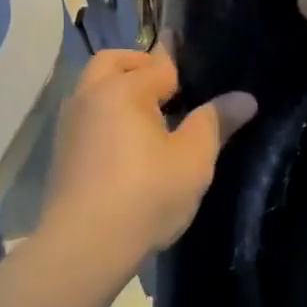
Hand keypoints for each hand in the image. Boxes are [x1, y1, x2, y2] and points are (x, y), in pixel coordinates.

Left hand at [39, 39, 256, 263]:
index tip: (197, 60)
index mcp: (123, 89)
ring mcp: (69, 123)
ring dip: (118, 89)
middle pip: (113, 63)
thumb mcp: (192, 161)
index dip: (181, 62)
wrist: (83, 246)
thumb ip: (215, 123)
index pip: (158, 63)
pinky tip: (126, 144)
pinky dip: (105, 114)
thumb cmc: (145, 197)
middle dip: (140, 66)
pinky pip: (86, 116)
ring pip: (94, 88)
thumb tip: (245, 98)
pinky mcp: (61, 151)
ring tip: (150, 117)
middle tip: (169, 88)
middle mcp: (89, 96)